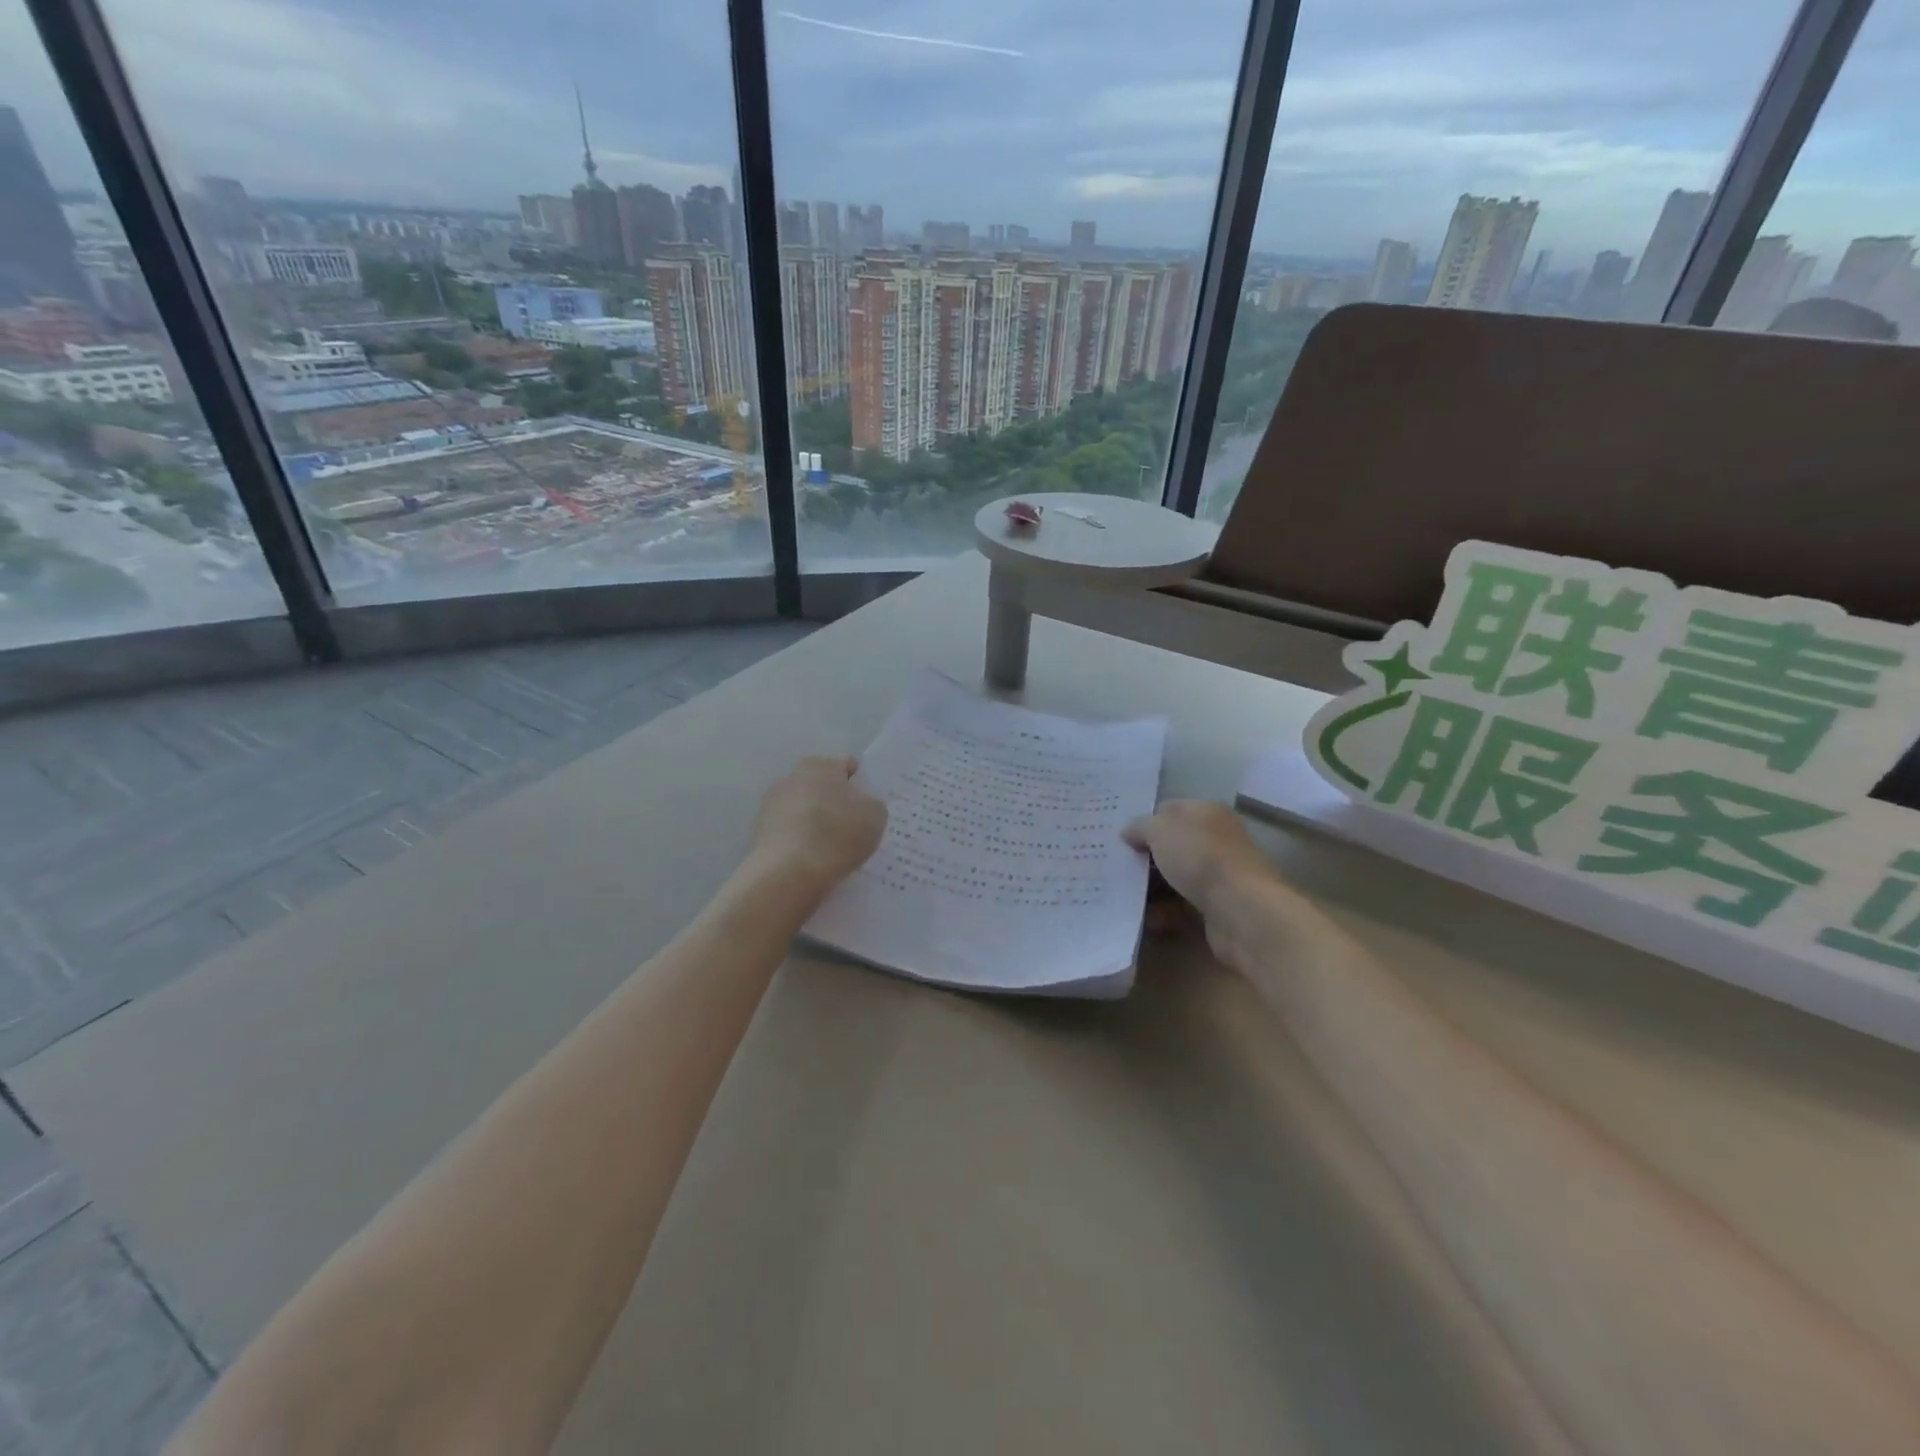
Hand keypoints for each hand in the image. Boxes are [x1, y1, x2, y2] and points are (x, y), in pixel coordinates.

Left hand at [750, 756, 886, 894]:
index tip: (869, 807)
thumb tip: (862, 806)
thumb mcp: (875, 817)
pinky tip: (813, 861)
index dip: (862, 784)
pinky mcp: (759, 833)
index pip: (847, 766)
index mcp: (820, 764)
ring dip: (816, 823)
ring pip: (803, 810)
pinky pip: (789, 833)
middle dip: (836, 803)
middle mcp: (791, 777)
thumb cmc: (837, 835)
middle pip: (822, 787)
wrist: (789, 873)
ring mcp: (771, 805)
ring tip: (832, 850)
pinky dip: (800, 843)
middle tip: (853, 829)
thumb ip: (872, 804)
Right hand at [1124, 800, 1271, 921]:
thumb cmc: (1200, 856)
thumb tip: (1128, 833)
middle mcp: (1215, 840)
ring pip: (1174, 879)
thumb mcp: (1160, 829)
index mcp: (1206, 812)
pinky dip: (1164, 913)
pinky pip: (1182, 908)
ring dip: (1151, 889)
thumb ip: (1140, 827)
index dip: (1144, 822)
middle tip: (1115, 867)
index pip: (1168, 810)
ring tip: (1124, 896)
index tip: (1119, 838)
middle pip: (1171, 847)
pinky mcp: (1217, 908)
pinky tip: (1146, 919)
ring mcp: (1218, 876)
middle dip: (1144, 858)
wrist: (1242, 909)